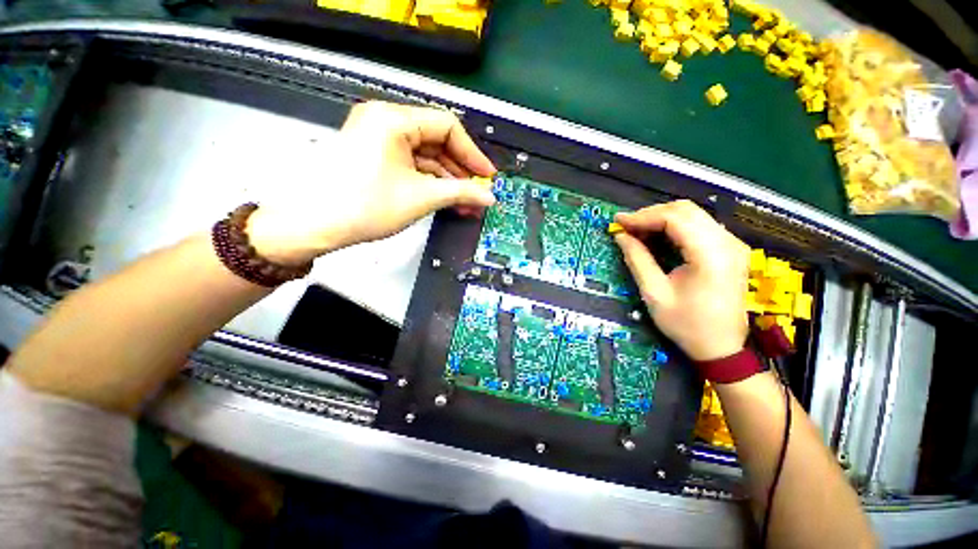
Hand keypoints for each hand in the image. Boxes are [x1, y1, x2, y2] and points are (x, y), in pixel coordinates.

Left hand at [247, 102, 496, 264]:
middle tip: (478, 193)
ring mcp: (378, 139)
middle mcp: (385, 121)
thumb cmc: (366, 206)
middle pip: (436, 141)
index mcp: (393, 119)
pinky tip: (445, 199)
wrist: (315, 226)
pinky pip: (411, 165)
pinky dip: (430, 182)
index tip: (487, 176)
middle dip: (460, 170)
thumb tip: (489, 196)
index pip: (447, 127)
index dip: (472, 153)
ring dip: (447, 179)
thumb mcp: (421, 197)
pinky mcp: (374, 157)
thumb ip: (461, 193)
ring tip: (465, 202)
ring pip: (425, 156)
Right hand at [613, 200, 749, 360]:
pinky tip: (657, 236)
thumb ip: (637, 259)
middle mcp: (727, 243)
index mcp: (710, 255)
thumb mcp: (654, 293)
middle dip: (651, 214)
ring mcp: (732, 245)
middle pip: (686, 210)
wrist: (721, 348)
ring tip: (637, 231)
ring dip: (662, 218)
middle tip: (626, 226)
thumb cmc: (686, 324)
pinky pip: (699, 226)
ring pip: (693, 215)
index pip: (675, 218)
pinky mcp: (730, 250)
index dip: (643, 217)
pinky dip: (674, 226)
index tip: (618, 222)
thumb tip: (620, 236)